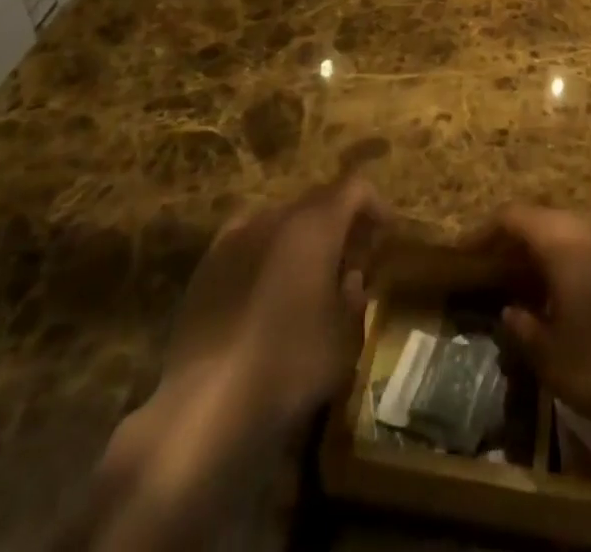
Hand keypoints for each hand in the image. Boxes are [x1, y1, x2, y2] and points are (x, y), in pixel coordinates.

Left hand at [161, 173, 387, 428]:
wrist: (204, 402)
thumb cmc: (288, 364)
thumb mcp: (343, 339)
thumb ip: (354, 298)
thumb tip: (351, 278)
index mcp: (315, 225)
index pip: (354, 188)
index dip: (375, 205)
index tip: (386, 234)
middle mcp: (276, 217)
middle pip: (318, 200)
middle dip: (341, 222)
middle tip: (354, 258)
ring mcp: (236, 237)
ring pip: (282, 220)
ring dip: (303, 237)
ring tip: (310, 276)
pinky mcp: (207, 265)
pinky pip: (248, 241)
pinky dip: (267, 253)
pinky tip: (267, 290)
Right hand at [474, 206, 590, 431]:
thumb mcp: (553, 358)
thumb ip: (523, 329)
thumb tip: (510, 310)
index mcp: (562, 238)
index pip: (512, 216)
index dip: (483, 231)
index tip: (464, 252)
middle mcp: (589, 224)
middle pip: (542, 219)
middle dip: (515, 240)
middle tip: (495, 269)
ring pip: (571, 229)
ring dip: (547, 248)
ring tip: (531, 282)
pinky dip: (575, 257)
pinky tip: (575, 291)